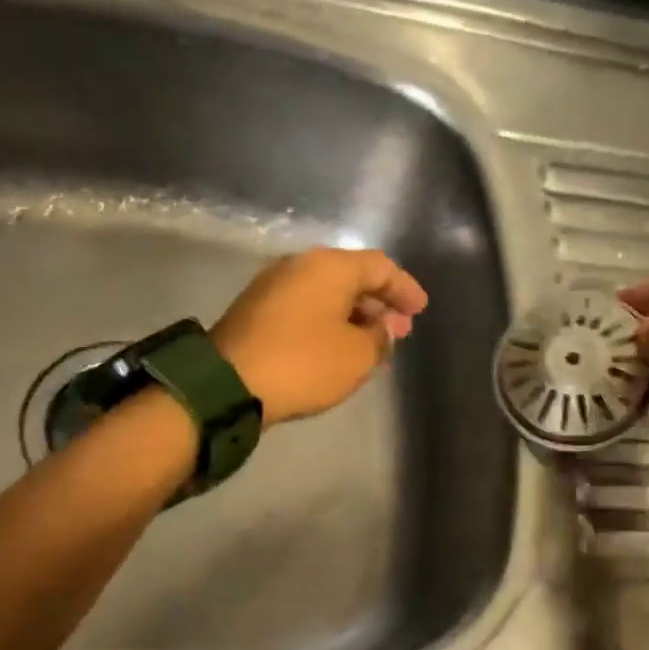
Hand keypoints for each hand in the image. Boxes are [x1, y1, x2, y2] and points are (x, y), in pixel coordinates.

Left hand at [213, 248, 427, 426]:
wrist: (228, 384)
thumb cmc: (304, 363)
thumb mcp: (357, 355)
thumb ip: (380, 337)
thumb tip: (383, 326)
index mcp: (329, 266)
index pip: (380, 267)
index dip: (404, 288)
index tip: (420, 310)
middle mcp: (300, 265)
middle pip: (351, 276)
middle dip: (378, 302)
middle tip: (399, 329)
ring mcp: (273, 285)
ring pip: (326, 292)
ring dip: (353, 314)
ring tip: (372, 341)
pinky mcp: (256, 309)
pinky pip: (305, 306)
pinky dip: (328, 320)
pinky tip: (338, 345)